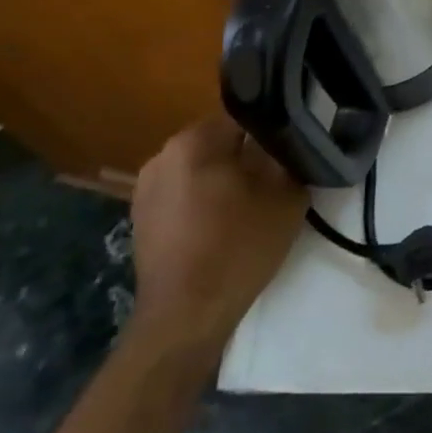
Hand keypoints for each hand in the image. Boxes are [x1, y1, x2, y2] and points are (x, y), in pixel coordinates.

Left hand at [128, 115, 306, 357]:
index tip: (290, 154)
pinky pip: (183, 194)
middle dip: (247, 156)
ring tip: (251, 206)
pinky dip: (204, 202)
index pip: (245, 117)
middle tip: (276, 181)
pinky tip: (224, 226)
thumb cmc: (239, 247)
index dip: (273, 133)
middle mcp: (162, 155)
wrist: (187, 315)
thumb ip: (289, 156)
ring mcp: (145, 188)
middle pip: (219, 142)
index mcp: (193, 141)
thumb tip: (289, 139)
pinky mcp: (141, 219)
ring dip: (225, 180)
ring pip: (200, 168)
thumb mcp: (285, 195)